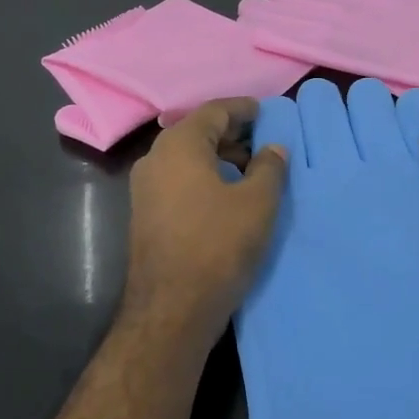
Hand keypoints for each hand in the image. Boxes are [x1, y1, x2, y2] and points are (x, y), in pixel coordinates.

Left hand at [121, 98, 287, 349]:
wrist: (171, 309)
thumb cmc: (218, 246)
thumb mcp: (257, 204)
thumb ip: (269, 168)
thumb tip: (273, 148)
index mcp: (179, 146)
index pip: (213, 111)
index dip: (242, 109)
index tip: (265, 111)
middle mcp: (155, 159)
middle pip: (196, 132)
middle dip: (231, 134)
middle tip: (262, 142)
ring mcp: (145, 188)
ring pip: (186, 158)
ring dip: (218, 157)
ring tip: (251, 171)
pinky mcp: (145, 214)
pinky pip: (178, 180)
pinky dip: (203, 177)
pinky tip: (227, 195)